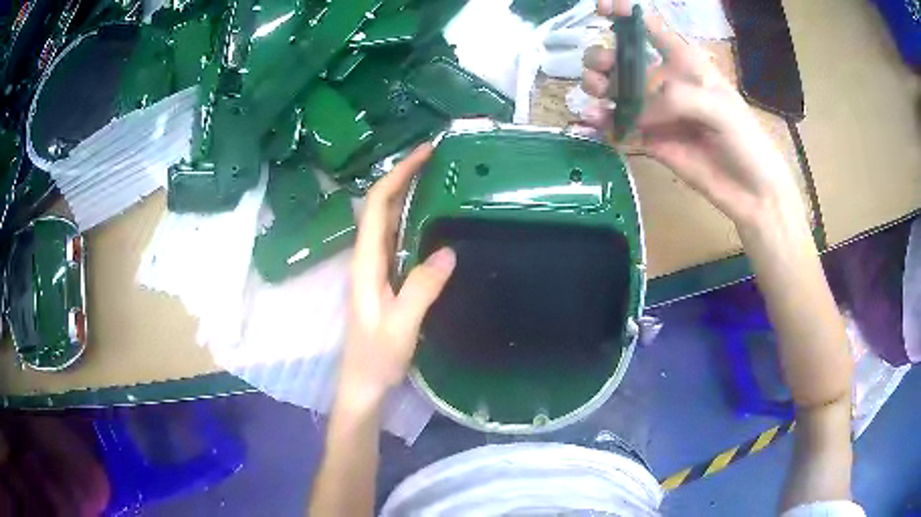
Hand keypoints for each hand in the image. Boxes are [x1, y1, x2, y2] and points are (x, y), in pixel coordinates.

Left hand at [344, 144, 455, 401]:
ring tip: (438, 177)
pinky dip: (413, 218)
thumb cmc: (376, 358)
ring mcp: (376, 268)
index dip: (397, 175)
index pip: (375, 205)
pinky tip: (433, 218)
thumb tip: (448, 251)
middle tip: (438, 158)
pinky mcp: (386, 279)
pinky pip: (398, 238)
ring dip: (408, 193)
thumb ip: (421, 290)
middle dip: (404, 175)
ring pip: (388, 219)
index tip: (424, 153)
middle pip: (380, 205)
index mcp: (365, 262)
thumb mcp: (400, 327)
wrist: (363, 383)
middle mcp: (367, 257)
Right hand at [582, 0, 803, 228]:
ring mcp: (655, 111)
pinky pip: (618, 126)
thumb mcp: (719, 109)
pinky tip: (593, 124)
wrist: (752, 192)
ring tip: (596, 98)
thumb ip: (677, 99)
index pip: (650, 27)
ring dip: (597, 88)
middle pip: (622, 58)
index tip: (600, 8)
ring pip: (614, 91)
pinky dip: (601, 123)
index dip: (624, 13)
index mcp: (684, 63)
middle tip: (601, 73)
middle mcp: (665, 81)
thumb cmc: (745, 141)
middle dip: (602, 58)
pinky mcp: (649, 140)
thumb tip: (636, 111)